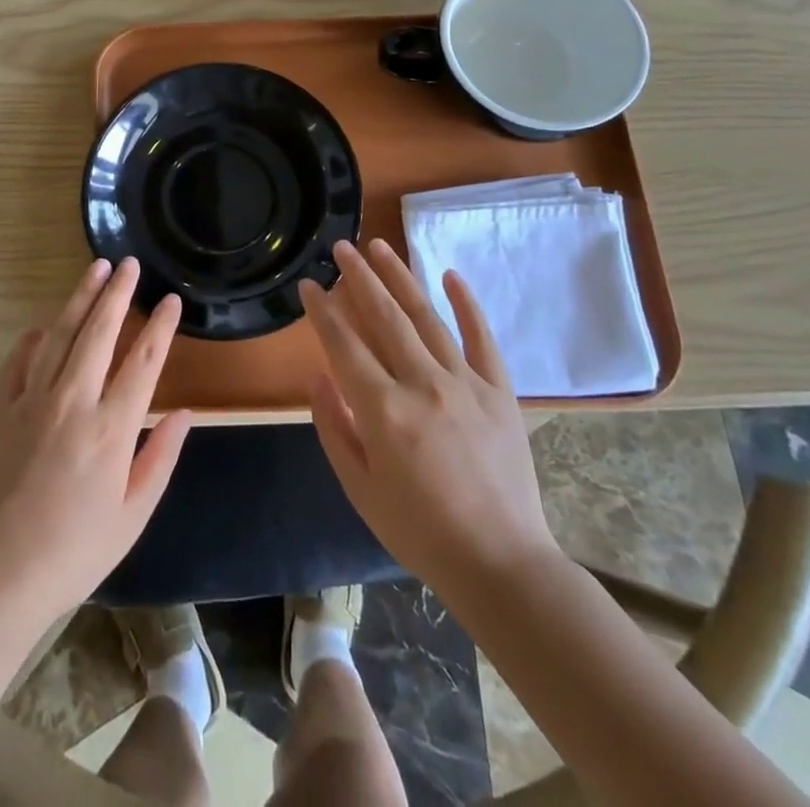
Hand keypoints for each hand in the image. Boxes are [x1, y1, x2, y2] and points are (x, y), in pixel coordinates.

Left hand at [0, 258, 191, 626]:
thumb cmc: (73, 553)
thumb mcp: (131, 517)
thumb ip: (160, 459)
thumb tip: (183, 413)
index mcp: (112, 429)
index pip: (144, 361)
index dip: (160, 326)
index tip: (170, 300)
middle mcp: (74, 401)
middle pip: (100, 332)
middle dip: (118, 293)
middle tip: (129, 264)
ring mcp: (32, 400)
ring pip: (61, 334)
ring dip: (80, 298)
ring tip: (95, 269)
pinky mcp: (0, 408)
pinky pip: (19, 360)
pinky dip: (34, 338)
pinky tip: (44, 324)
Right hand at [299, 239, 558, 592]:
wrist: (501, 564)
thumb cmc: (419, 532)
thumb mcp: (359, 489)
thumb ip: (334, 428)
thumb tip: (317, 378)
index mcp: (384, 411)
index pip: (343, 345)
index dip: (322, 311)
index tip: (309, 285)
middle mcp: (423, 385)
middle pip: (385, 317)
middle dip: (358, 278)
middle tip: (341, 246)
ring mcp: (465, 384)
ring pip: (427, 317)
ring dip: (400, 277)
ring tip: (379, 245)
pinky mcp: (499, 392)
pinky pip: (481, 339)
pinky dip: (467, 304)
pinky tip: (451, 274)